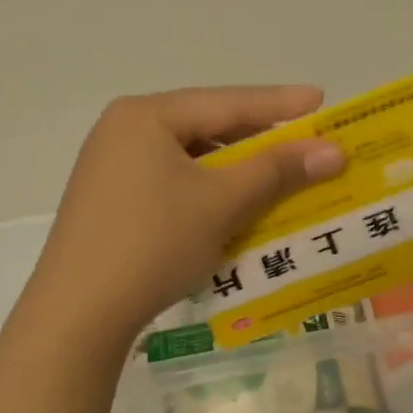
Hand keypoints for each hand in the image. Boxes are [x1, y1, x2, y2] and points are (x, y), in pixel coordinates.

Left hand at [26, 87, 344, 348]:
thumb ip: (277, 171)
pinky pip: (169, 184)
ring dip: (232, 171)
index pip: (226, 102)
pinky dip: (204, 193)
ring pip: (187, 159)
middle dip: (256, 140)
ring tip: (272, 179)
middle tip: (302, 143)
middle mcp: (122, 130)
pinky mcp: (107, 202)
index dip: (278, 103)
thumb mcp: (221, 203)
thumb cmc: (153, 243)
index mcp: (145, 116)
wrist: (78, 313)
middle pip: (204, 127)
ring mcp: (109, 167)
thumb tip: (333, 150)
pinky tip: (227, 209)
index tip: (320, 99)